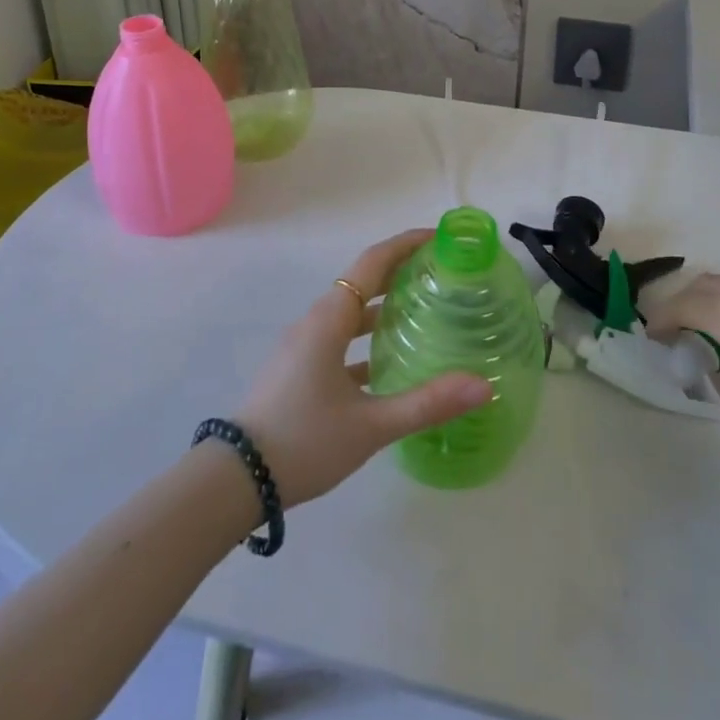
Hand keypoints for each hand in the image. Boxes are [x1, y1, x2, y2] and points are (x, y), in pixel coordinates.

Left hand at [235, 230, 493, 506]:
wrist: (235, 481)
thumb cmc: (304, 441)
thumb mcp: (370, 425)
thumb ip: (427, 403)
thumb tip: (483, 386)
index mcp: (330, 319)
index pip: (373, 262)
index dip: (406, 244)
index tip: (440, 238)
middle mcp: (317, 321)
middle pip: (363, 282)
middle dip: (401, 271)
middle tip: (443, 274)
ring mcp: (304, 346)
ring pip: (351, 312)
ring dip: (384, 306)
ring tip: (425, 312)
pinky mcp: (300, 369)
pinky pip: (341, 339)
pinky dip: (367, 339)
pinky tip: (392, 363)